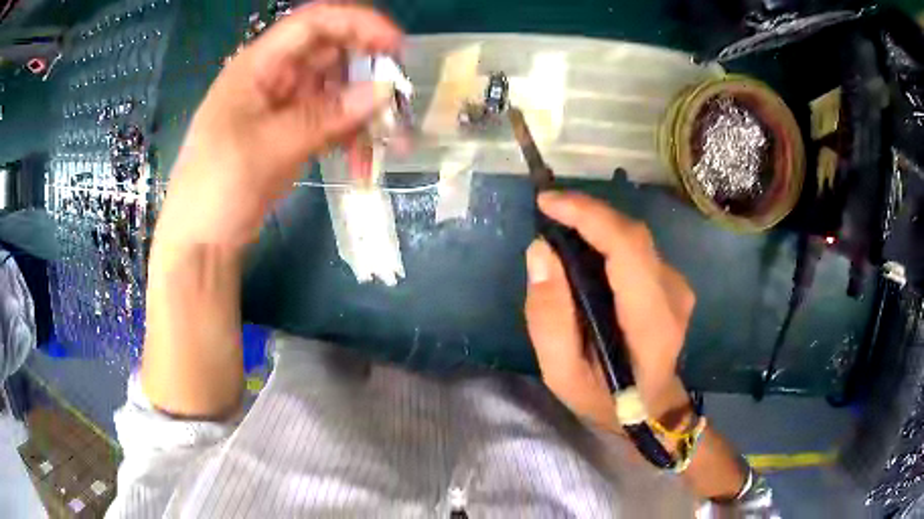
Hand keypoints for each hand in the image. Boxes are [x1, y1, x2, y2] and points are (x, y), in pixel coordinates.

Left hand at [157, 4, 402, 246]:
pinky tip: (362, 163)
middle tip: (400, 99)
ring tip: (391, 142)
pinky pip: (334, 123)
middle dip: (370, 72)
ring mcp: (287, 106)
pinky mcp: (295, 134)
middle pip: (334, 54)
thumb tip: (383, 90)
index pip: (315, 23)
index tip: (397, 46)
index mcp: (259, 64)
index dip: (358, 24)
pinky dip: (352, 138)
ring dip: (367, 112)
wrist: (202, 239)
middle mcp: (276, 77)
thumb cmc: (216, 186)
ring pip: (339, 91)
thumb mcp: (266, 147)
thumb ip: (324, 117)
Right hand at [524, 191, 695, 432]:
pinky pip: (636, 249)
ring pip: (634, 238)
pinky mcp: (673, 282)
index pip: (628, 248)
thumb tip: (541, 251)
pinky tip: (585, 257)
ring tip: (561, 236)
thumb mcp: (561, 374)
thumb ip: (548, 317)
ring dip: (595, 228)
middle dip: (587, 214)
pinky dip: (607, 242)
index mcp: (651, 324)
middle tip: (547, 214)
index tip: (548, 203)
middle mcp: (674, 295)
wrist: (653, 408)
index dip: (589, 216)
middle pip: (632, 235)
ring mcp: (678, 286)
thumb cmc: (606, 400)